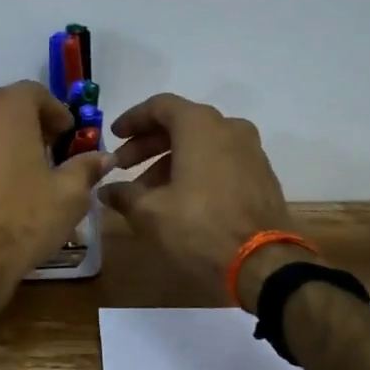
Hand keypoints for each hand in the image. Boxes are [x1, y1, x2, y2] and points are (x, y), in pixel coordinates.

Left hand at [0, 80, 113, 293]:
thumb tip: (103, 157)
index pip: (35, 93)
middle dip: (23, 125)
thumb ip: (85, 167)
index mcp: (6, 108)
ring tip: (5, 173)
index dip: (54, 113)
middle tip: (39, 153)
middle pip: (1, 107)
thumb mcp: (68, 196)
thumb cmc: (22, 220)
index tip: (65, 136)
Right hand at [100, 93, 309, 308]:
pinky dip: (196, 170)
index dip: (132, 120)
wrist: (263, 263)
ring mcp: (250, 150)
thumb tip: (106, 190)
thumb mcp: (150, 212)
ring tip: (147, 191)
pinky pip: (221, 160)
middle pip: (180, 124)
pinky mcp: (262, 175)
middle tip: (124, 167)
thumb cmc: (199, 226)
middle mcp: (229, 128)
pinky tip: (179, 198)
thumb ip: (124, 195)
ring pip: (201, 144)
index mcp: (200, 125)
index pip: (159, 106)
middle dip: (148, 144)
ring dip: (171, 160)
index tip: (113, 137)